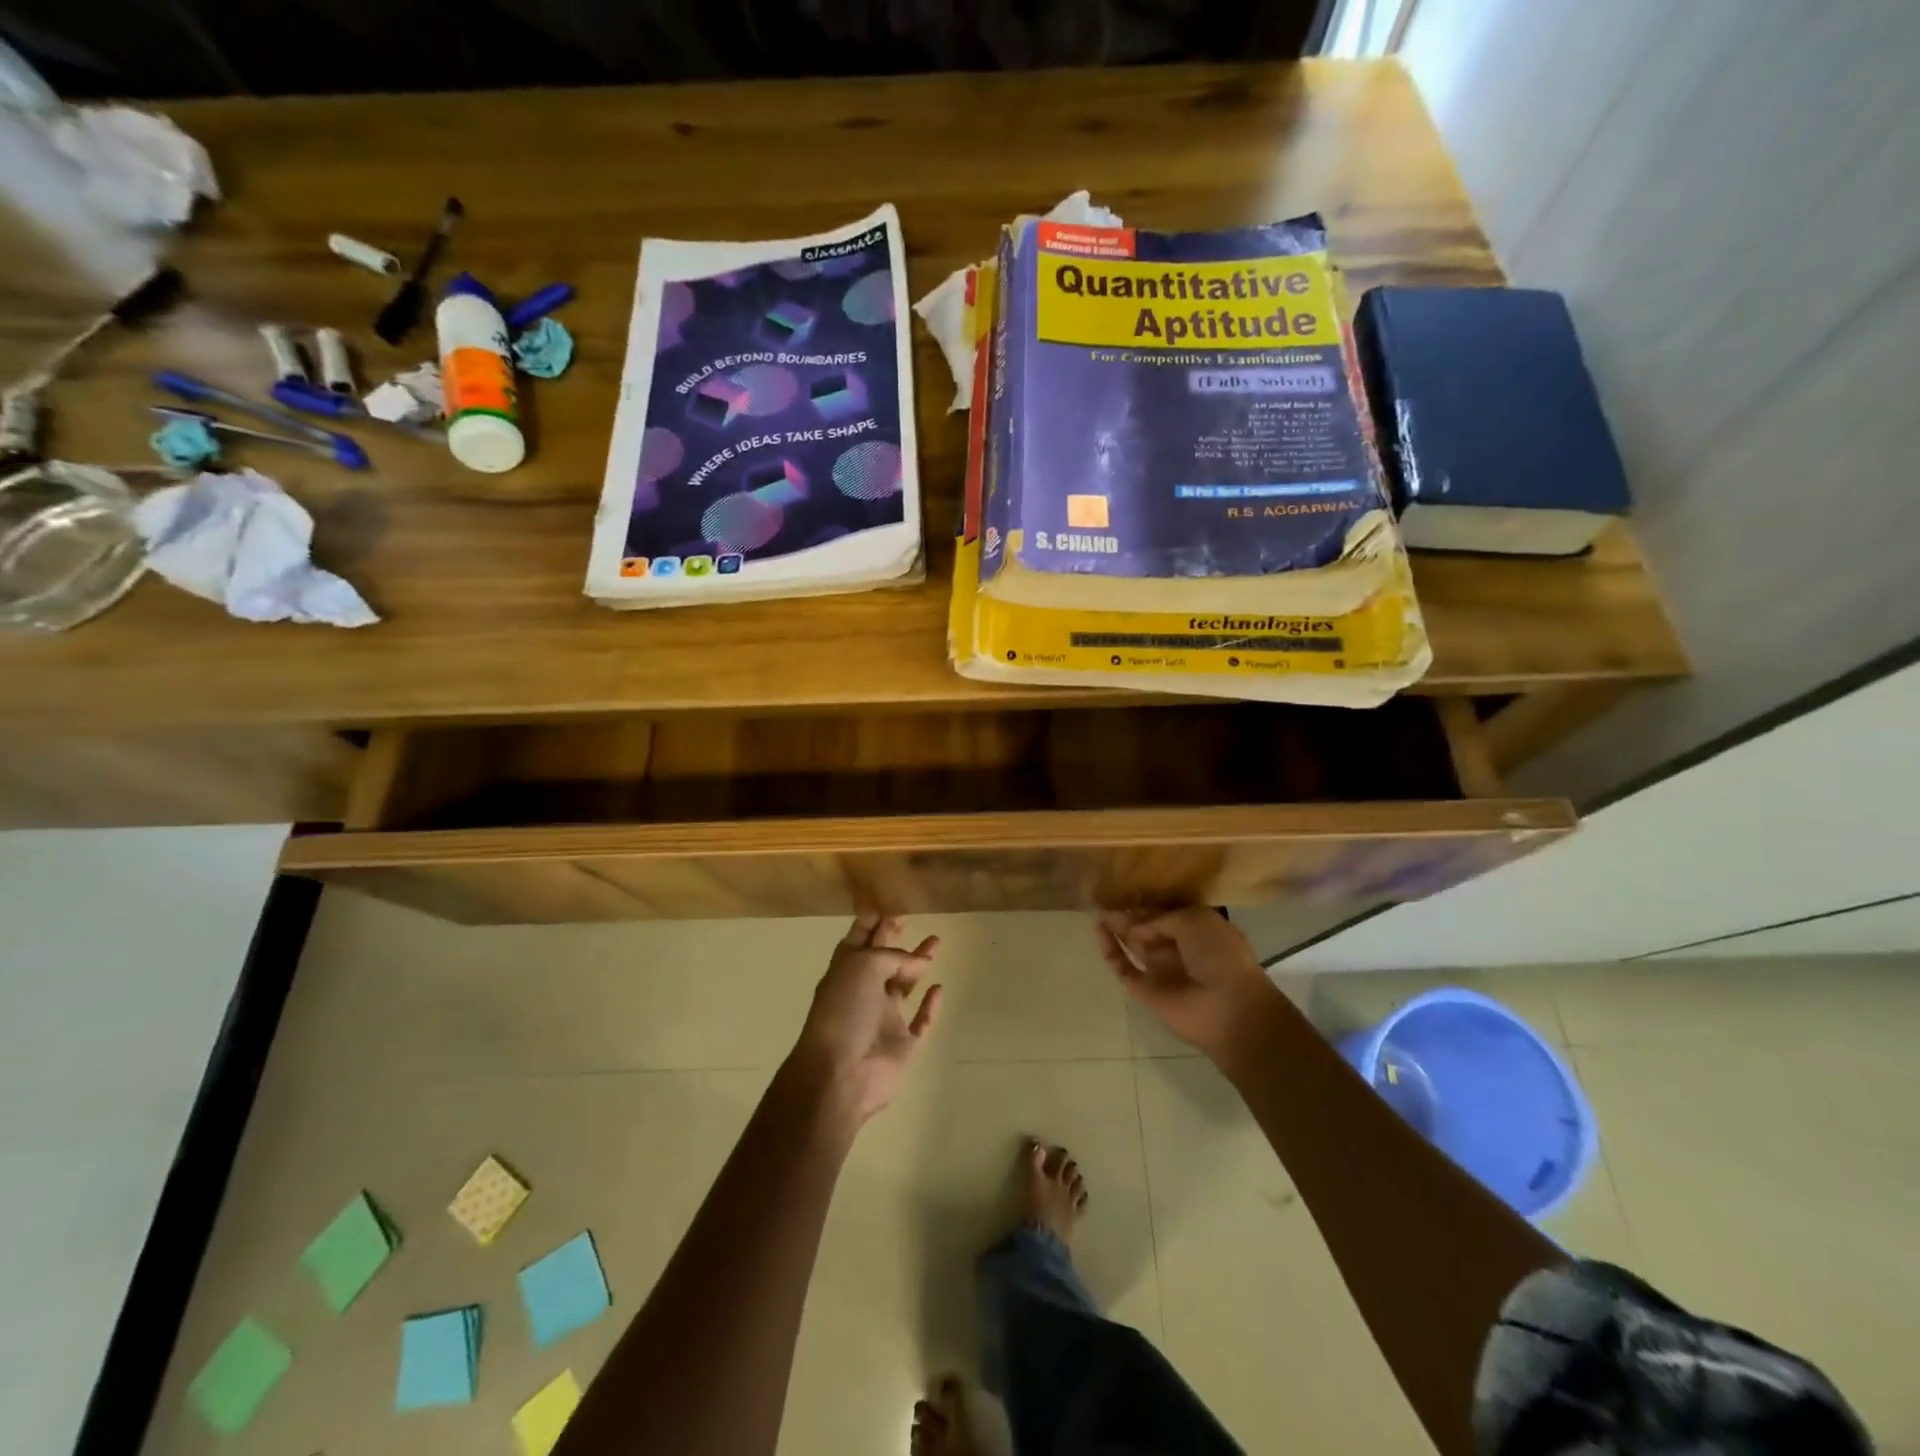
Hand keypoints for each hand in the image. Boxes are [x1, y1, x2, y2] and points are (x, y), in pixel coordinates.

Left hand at [790, 914, 942, 1126]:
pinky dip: (929, 1006)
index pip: (858, 939)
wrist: (840, 1074)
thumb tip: (920, 961)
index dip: (870, 922)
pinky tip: (939, 989)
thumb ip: (894, 957)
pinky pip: (920, 1022)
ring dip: (917, 964)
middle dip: (892, 938)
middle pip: (881, 959)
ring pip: (903, 985)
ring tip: (936, 942)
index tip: (886, 905)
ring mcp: (883, 1019)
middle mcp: (863, 992)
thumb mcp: (864, 967)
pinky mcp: (902, 1045)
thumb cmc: (845, 1011)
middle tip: (909, 918)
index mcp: (846, 971)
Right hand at [1096, 908, 1279, 1061]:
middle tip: (1104, 896)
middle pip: (1147, 928)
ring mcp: (1160, 970)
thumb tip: (1135, 926)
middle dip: (1128, 914)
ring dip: (1117, 928)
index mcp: (1197, 930)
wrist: (1228, 1007)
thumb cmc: (1219, 955)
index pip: (1166, 913)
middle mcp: (1178, 948)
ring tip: (1096, 908)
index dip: (1146, 903)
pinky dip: (1110, 949)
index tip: (1124, 888)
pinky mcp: (1145, 989)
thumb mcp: (1194, 921)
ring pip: (1133, 944)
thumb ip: (1159, 918)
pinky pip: (1123, 967)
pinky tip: (1098, 929)